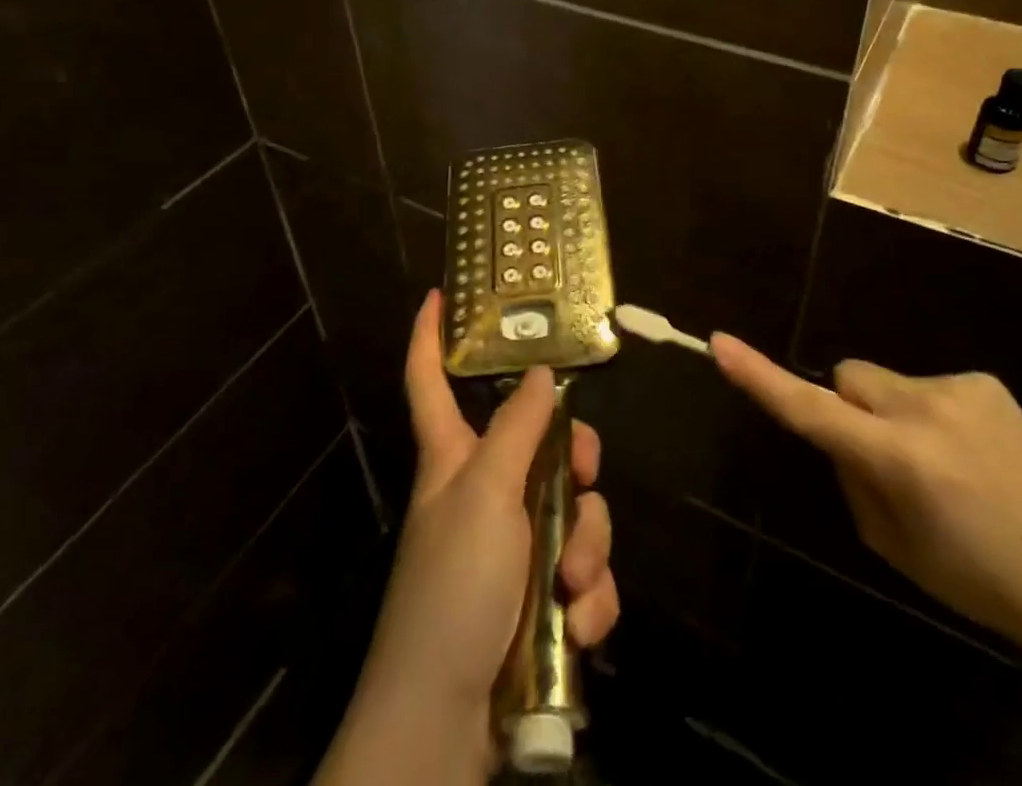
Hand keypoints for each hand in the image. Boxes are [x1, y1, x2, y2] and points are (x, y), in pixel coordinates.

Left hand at [364, 293, 619, 725]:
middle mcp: (487, 492)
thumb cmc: (454, 586)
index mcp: (456, 457)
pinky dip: (591, 598)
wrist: (447, 725)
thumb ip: (518, 427)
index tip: (439, 296)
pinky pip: (586, 573)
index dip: (429, 338)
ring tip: (573, 585)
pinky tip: (581, 626)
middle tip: (586, 473)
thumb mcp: (486, 492)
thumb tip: (539, 368)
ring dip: (588, 546)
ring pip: (577, 510)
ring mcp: (517, 548)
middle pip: (544, 442)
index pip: (431, 381)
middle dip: (577, 459)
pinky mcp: (543, 601)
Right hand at [712, 333, 1021, 653]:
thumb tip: (840, 431)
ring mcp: (957, 388)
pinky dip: (931, 412)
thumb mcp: (891, 545)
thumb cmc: (975, 576)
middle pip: (847, 378)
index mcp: (899, 460)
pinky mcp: (982, 380)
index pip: (812, 411)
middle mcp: (924, 410)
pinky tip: (971, 453)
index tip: (721, 343)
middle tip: (888, 461)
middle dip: (851, 407)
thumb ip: (851, 477)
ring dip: (893, 412)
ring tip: (943, 464)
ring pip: (885, 382)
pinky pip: (926, 385)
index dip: (761, 377)